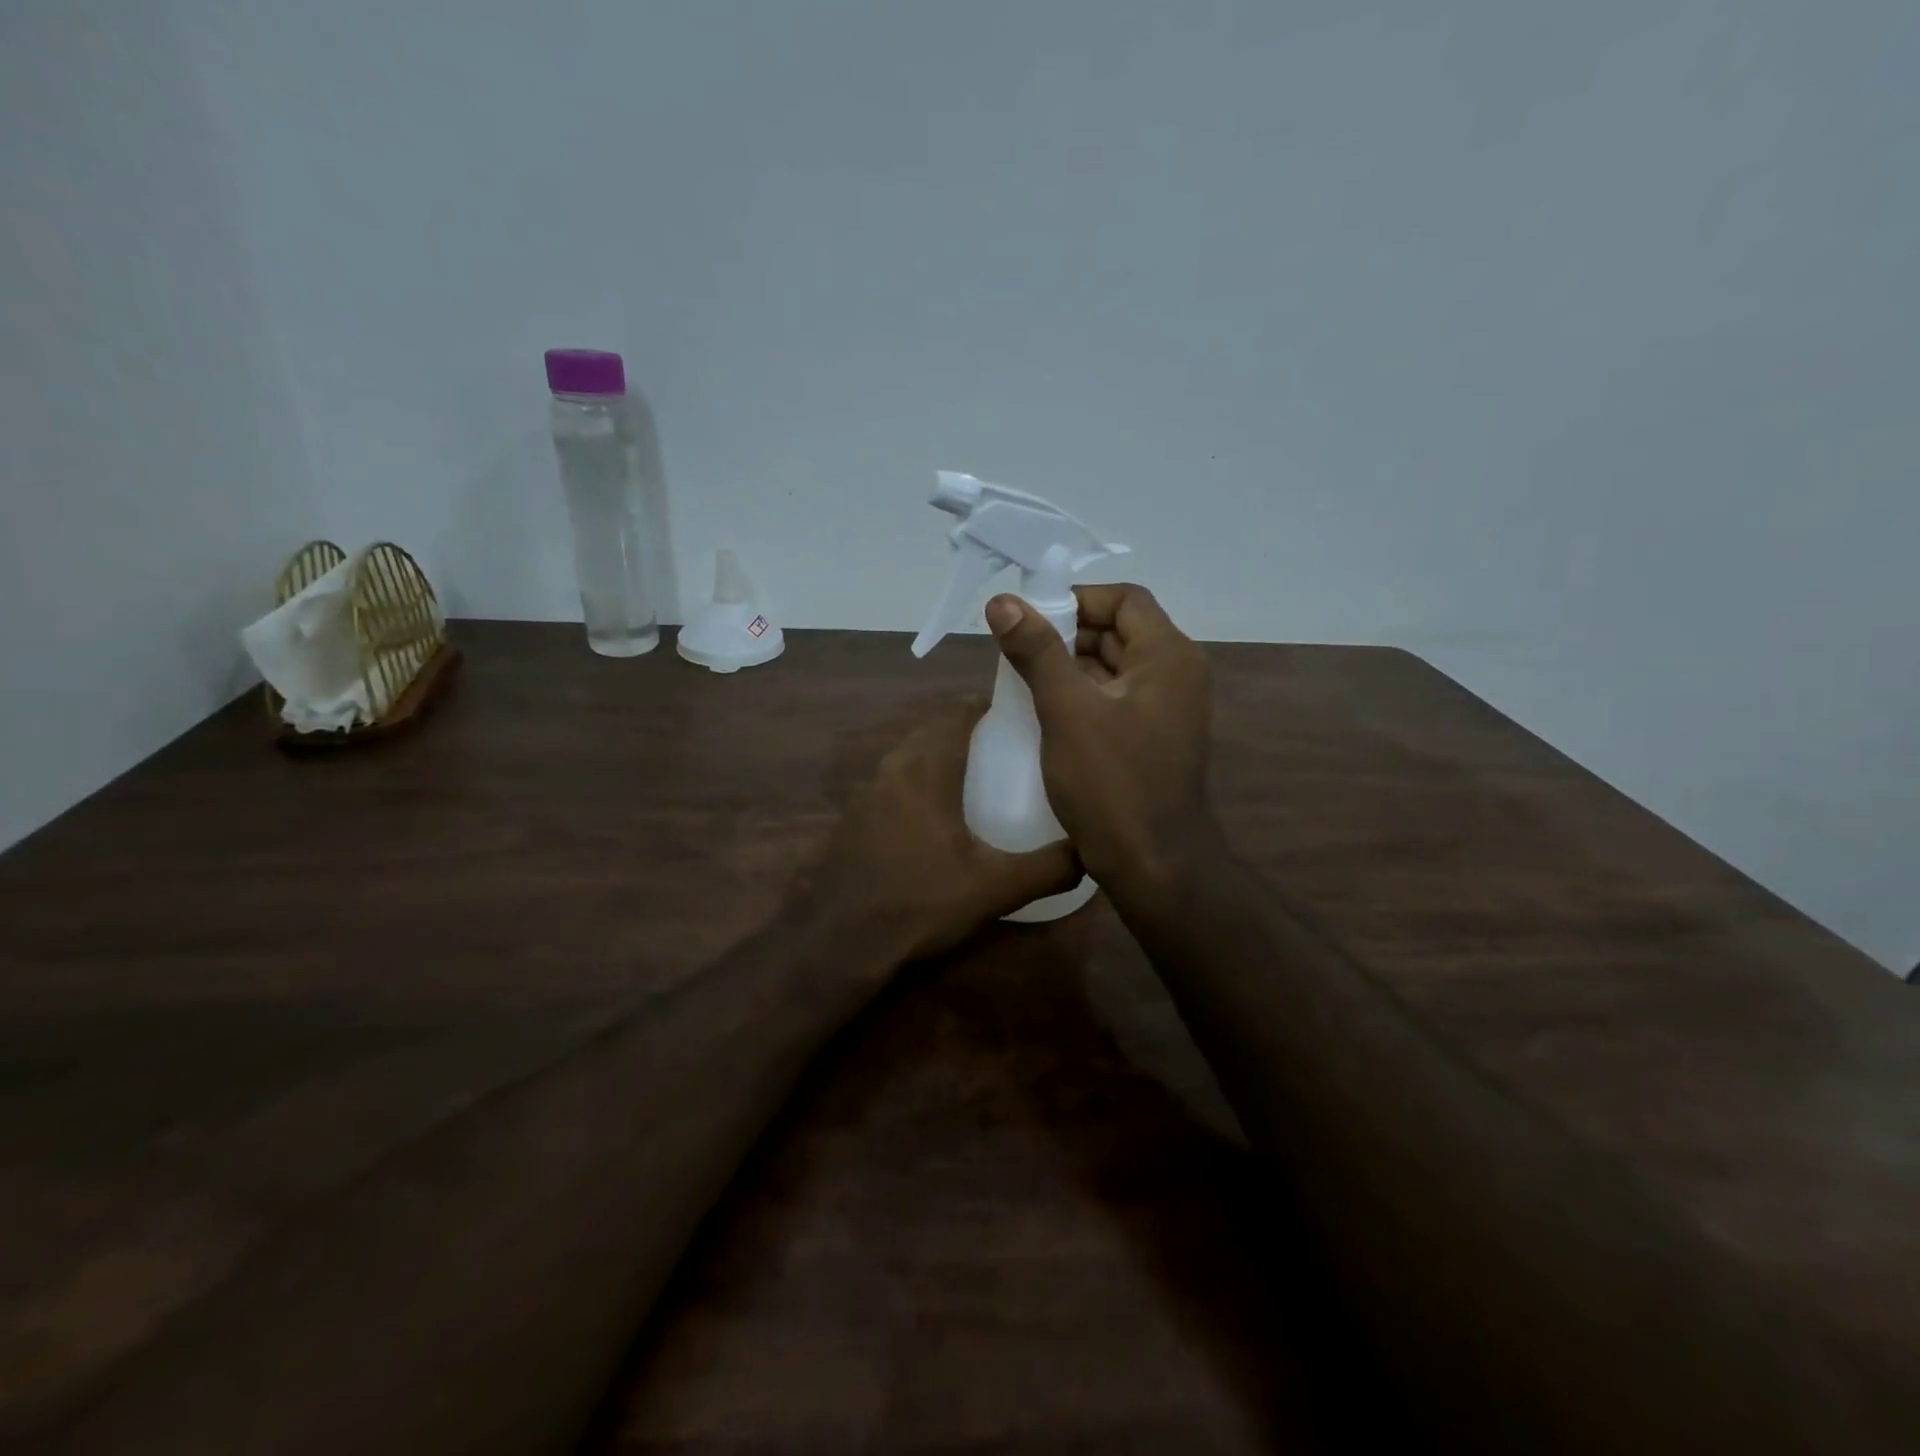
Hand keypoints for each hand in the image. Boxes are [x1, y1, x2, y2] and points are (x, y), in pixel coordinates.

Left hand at [790, 700, 1079, 963]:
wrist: (840, 940)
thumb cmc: (920, 902)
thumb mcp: (995, 888)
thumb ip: (1049, 868)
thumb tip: (1093, 852)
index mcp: (927, 770)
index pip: (957, 713)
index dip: (986, 705)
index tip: (1016, 714)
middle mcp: (892, 769)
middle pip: (932, 730)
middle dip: (965, 729)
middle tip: (1003, 746)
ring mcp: (865, 792)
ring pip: (908, 755)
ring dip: (938, 754)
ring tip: (974, 776)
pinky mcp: (852, 817)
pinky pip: (891, 781)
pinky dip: (915, 781)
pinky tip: (933, 816)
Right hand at [985, 583, 1214, 891]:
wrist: (1154, 865)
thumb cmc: (1112, 783)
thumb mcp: (1068, 711)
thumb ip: (1037, 651)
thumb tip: (1003, 602)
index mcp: (1168, 656)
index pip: (1125, 599)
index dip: (1077, 598)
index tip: (1031, 616)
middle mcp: (1176, 674)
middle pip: (1119, 630)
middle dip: (1068, 633)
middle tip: (1018, 648)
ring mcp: (1168, 709)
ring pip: (1115, 667)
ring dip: (1072, 665)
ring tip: (1024, 677)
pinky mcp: (1154, 738)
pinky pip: (1116, 699)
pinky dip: (1083, 695)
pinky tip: (1046, 710)